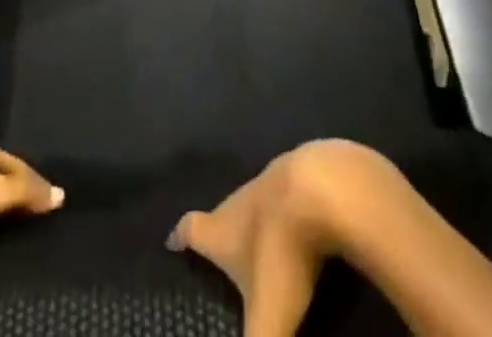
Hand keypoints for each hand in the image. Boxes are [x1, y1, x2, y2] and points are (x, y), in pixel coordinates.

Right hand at [166, 141, 399, 336]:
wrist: (320, 189)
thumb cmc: (282, 254)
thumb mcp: (268, 316)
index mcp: (221, 229)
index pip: (191, 229)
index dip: (180, 236)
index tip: (171, 241)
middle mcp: (239, 200)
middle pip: (222, 212)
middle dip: (220, 229)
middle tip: (221, 249)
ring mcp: (270, 182)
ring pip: (254, 202)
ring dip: (254, 220)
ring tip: (257, 239)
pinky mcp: (299, 175)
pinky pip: (285, 195)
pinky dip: (285, 210)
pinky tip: (296, 221)